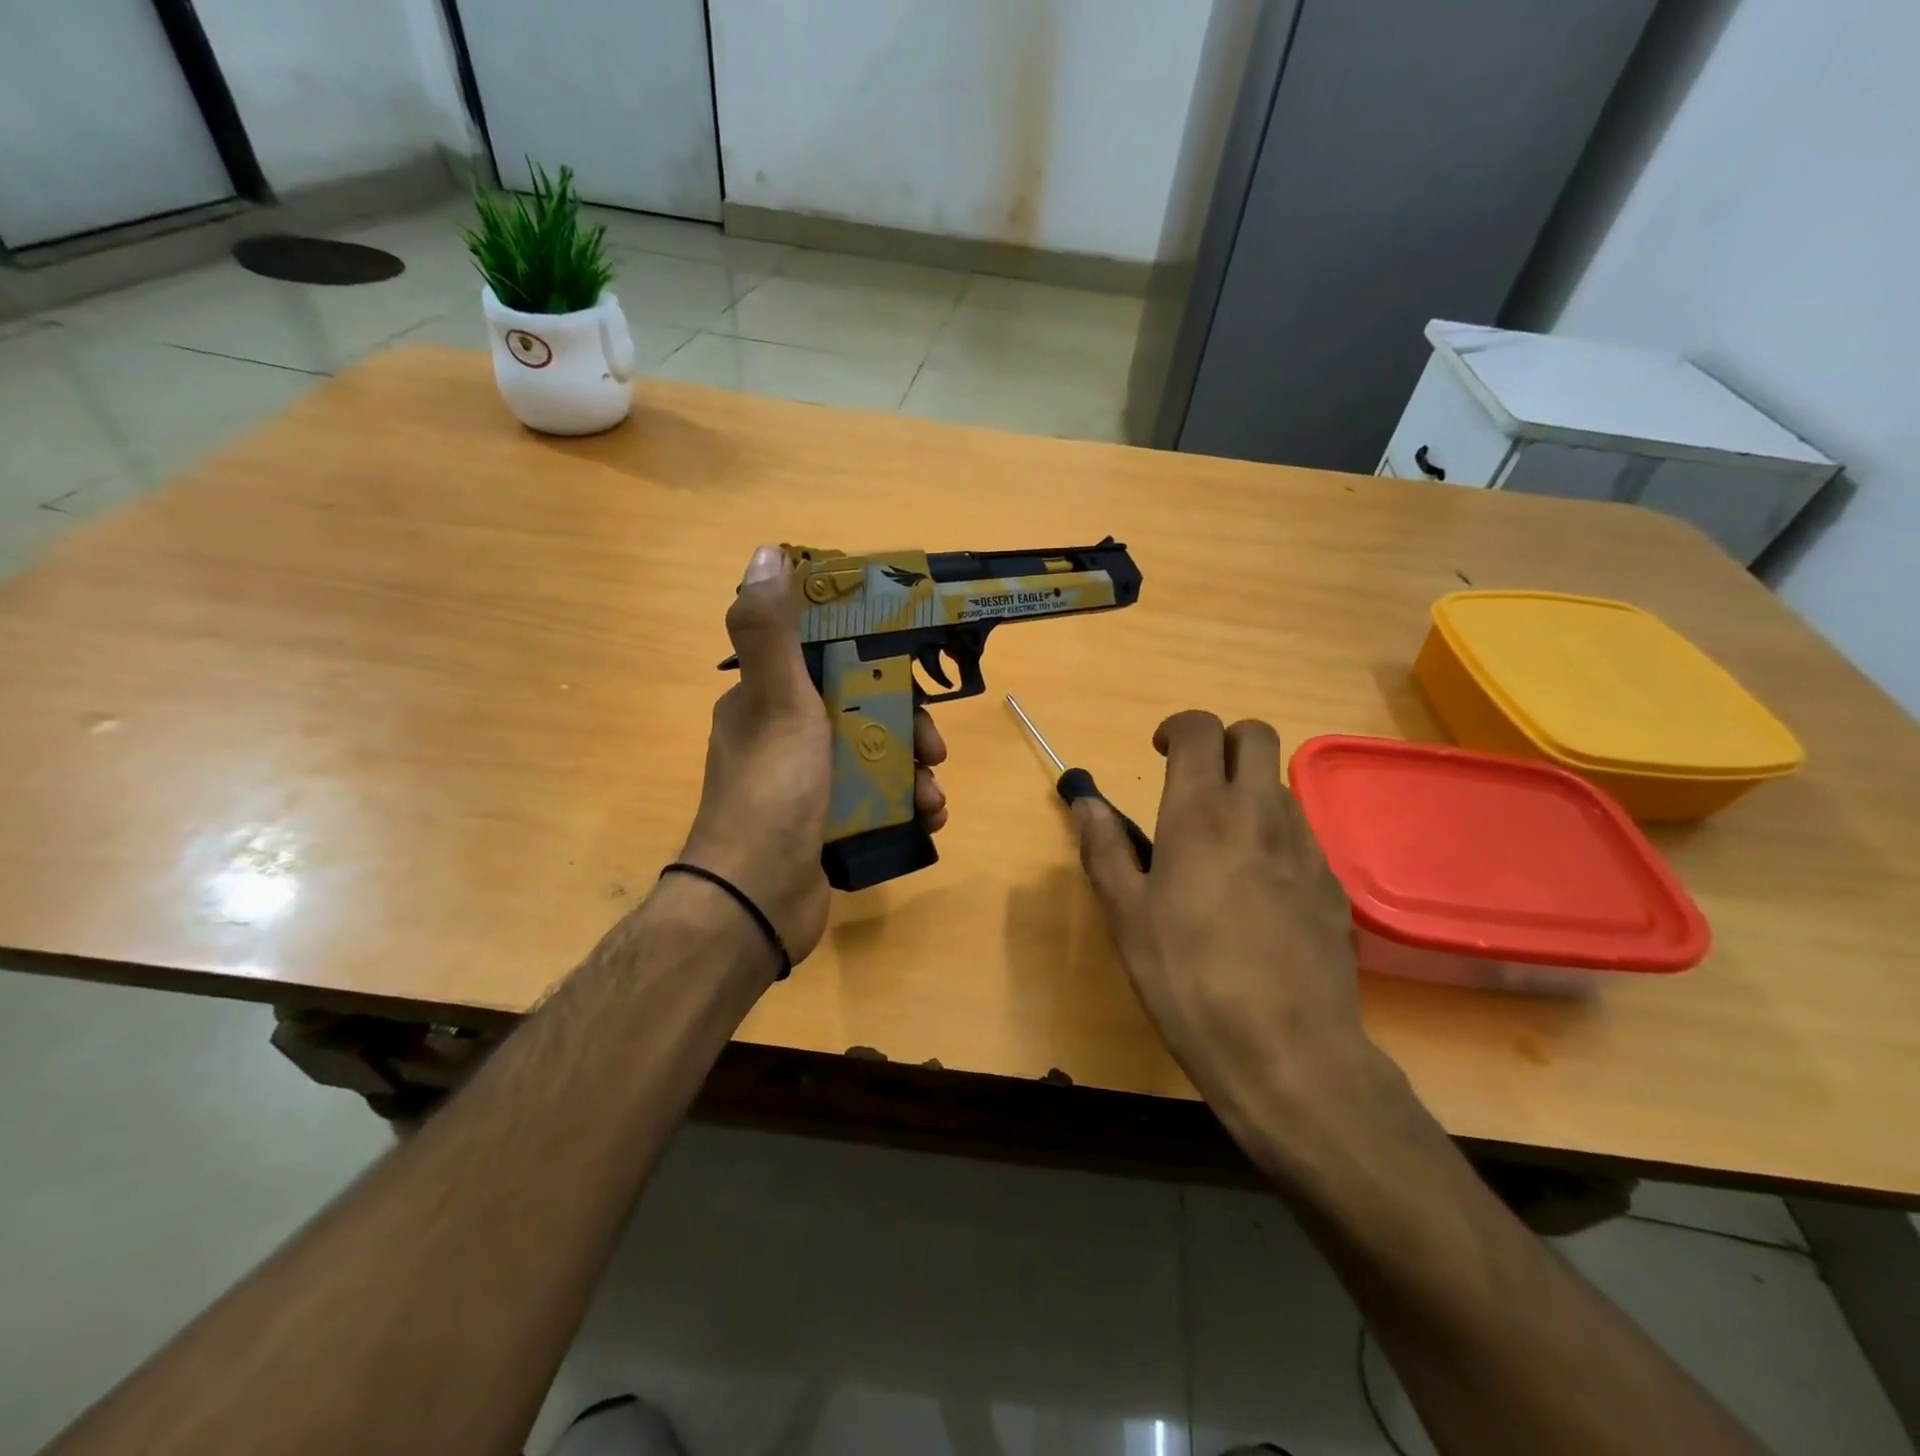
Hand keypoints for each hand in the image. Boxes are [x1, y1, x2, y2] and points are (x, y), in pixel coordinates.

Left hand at [678, 545, 947, 966]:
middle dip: (906, 726)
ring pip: (875, 760)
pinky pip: (875, 803)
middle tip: (933, 747)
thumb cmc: (772, 792)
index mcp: (767, 701)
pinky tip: (928, 820)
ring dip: (914, 773)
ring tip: (934, 796)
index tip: (911, 668)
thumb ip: (772, 630)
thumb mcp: (777, 702)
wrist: (756, 902)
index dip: (873, 658)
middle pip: (862, 712)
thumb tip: (768, 552)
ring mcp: (807, 786)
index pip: (827, 659)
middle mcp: (784, 738)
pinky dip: (905, 807)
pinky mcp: (825, 826)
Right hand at [1073, 711, 1372, 1137]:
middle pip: (1257, 736)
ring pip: (1280, 785)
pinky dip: (1273, 836)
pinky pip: (1301, 834)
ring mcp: (1305, 847)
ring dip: (1249, 790)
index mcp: (1202, 812)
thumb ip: (1105, 849)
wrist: (1287, 1051)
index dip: (1178, 728)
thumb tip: (1086, 804)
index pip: (1201, 729)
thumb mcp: (1126, 915)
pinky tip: (1256, 890)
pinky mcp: (1331, 884)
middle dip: (1224, 742)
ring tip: (1220, 843)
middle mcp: (1260, 813)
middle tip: (1194, 782)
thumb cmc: (1188, 977)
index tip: (1159, 753)